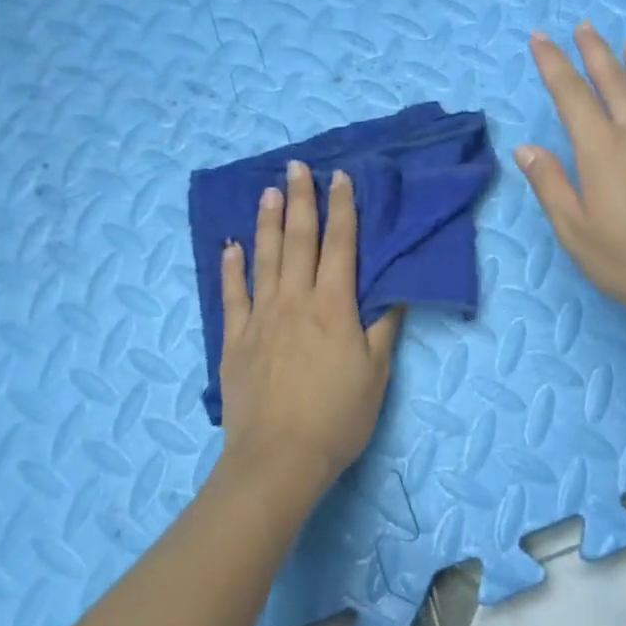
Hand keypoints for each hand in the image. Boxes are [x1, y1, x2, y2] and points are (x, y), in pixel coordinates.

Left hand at [216, 161, 402, 500]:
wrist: (279, 457)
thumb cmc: (337, 417)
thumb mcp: (376, 373)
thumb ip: (383, 328)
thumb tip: (394, 291)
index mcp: (334, 306)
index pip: (341, 245)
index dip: (343, 209)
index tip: (341, 178)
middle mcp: (295, 300)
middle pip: (299, 241)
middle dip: (301, 201)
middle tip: (297, 167)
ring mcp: (261, 317)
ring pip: (264, 259)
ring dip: (267, 223)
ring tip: (268, 192)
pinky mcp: (235, 339)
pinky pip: (232, 295)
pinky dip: (231, 268)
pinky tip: (231, 247)